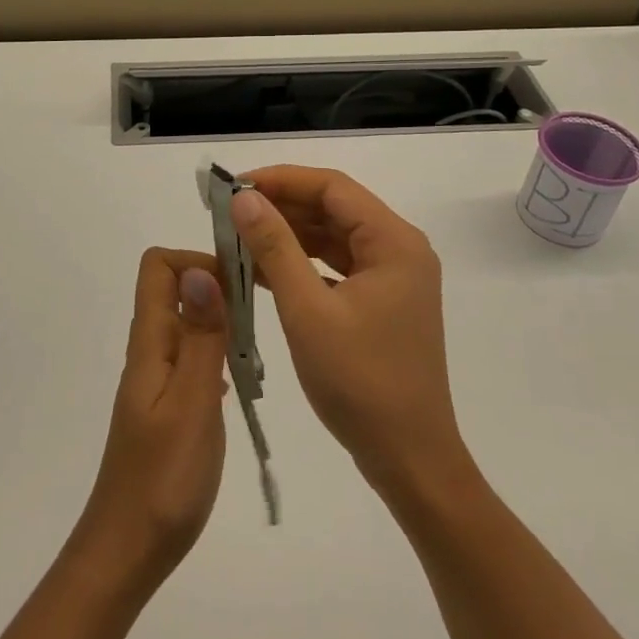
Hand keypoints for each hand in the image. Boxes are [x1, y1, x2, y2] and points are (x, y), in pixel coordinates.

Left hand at [71, 248, 229, 594]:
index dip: (196, 260)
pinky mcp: (168, 405)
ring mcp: (158, 379)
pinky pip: (194, 358)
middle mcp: (150, 351)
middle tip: (262, 318)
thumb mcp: (191, 403)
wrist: (129, 549)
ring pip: (189, 325)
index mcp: (150, 342)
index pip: (157, 267)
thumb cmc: (164, 479)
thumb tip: (201, 270)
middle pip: (176, 290)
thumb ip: (200, 337)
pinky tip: (243, 382)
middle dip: (219, 289)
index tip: (239, 283)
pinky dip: (220, 356)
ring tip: (259, 352)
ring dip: (223, 324)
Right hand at [232, 167, 467, 499]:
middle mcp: (399, 249)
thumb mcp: (308, 311)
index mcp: (394, 242)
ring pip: (333, 238)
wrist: (409, 459)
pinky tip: (261, 270)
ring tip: (238, 237)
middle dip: (281, 206)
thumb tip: (244, 199)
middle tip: (229, 212)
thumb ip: (275, 248)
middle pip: (333, 208)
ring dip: (288, 235)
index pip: (332, 188)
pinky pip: (336, 267)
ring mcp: (393, 277)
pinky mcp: (381, 302)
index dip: (281, 179)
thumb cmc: (360, 382)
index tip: (235, 187)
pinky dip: (301, 264)